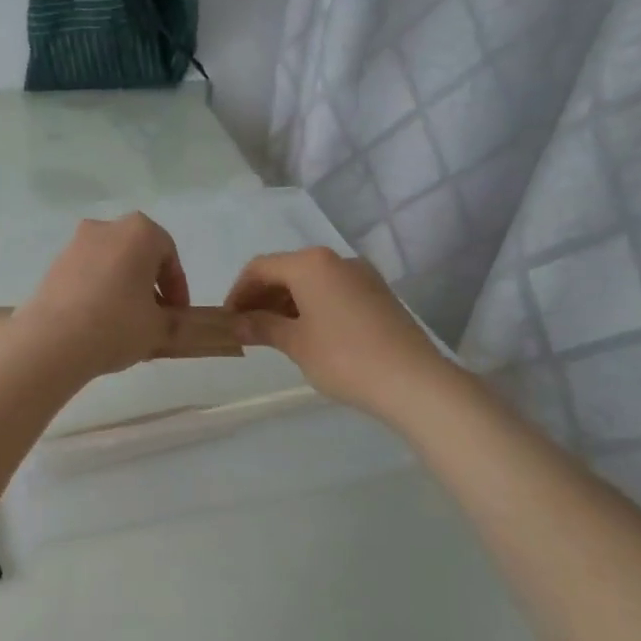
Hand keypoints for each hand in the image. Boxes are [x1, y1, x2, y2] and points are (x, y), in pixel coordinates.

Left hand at [16, 214, 190, 378]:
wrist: (52, 340)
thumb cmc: (117, 324)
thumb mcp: (158, 329)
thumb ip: (174, 322)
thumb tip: (175, 324)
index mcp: (139, 232)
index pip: (169, 256)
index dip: (177, 288)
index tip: (178, 314)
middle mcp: (106, 228)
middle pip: (137, 255)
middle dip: (148, 284)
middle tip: (154, 316)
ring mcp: (75, 244)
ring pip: (110, 264)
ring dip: (122, 287)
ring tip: (126, 323)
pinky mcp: (53, 266)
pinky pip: (86, 275)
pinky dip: (97, 292)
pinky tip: (98, 322)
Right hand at [225, 247, 440, 417]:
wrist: (413, 381)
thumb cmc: (344, 358)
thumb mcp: (295, 343)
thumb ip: (262, 326)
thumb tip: (235, 323)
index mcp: (311, 264)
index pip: (260, 267)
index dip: (238, 292)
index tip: (227, 319)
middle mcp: (336, 260)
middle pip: (286, 270)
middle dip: (261, 296)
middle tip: (246, 328)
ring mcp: (361, 276)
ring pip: (310, 281)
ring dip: (285, 303)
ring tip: (273, 335)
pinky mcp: (377, 294)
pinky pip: (332, 291)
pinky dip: (310, 306)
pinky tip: (306, 334)